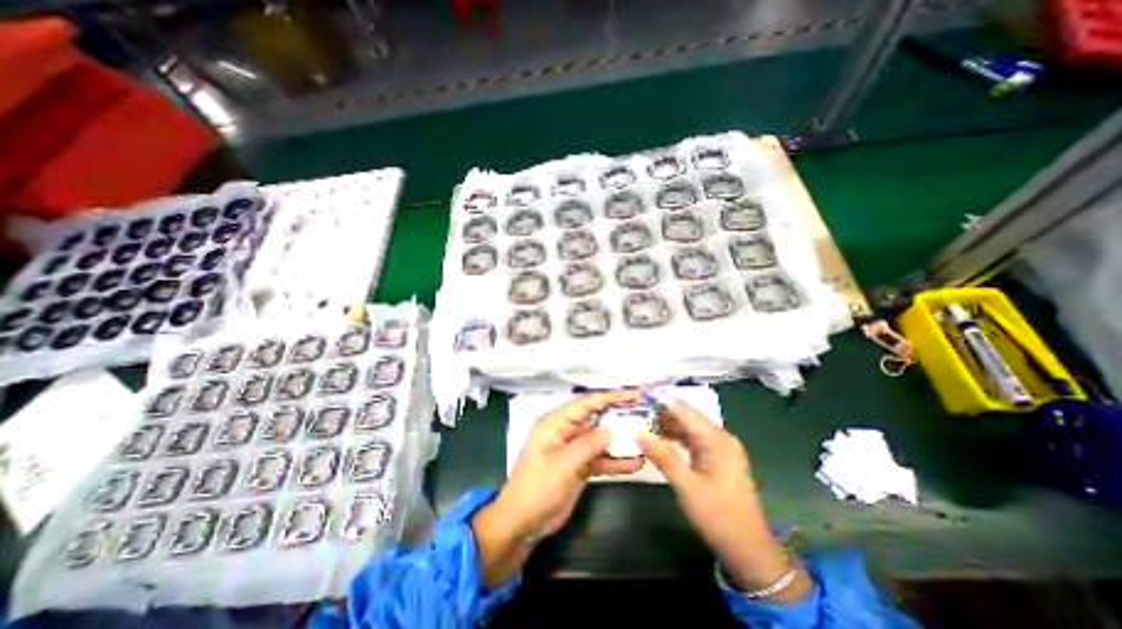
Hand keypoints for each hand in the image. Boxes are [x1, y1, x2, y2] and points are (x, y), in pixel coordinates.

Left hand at [470, 391, 644, 587]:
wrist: (522, 524)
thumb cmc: (536, 490)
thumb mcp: (562, 465)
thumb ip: (587, 445)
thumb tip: (613, 431)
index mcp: (555, 424)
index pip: (585, 404)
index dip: (609, 397)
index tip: (633, 395)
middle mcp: (566, 432)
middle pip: (596, 418)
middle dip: (619, 416)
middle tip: (645, 414)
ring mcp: (574, 449)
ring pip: (601, 439)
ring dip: (621, 441)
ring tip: (646, 439)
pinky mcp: (580, 466)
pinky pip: (601, 458)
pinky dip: (616, 461)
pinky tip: (635, 463)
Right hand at [634, 401, 812, 601]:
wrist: (748, 550)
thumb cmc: (718, 516)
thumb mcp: (686, 485)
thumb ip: (663, 456)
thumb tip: (638, 432)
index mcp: (717, 439)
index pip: (685, 410)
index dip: (662, 400)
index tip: (640, 393)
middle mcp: (719, 437)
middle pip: (686, 417)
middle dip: (661, 413)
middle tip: (635, 411)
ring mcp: (718, 448)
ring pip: (687, 428)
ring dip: (666, 426)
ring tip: (641, 423)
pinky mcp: (715, 459)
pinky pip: (691, 441)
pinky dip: (674, 439)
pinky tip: (657, 440)